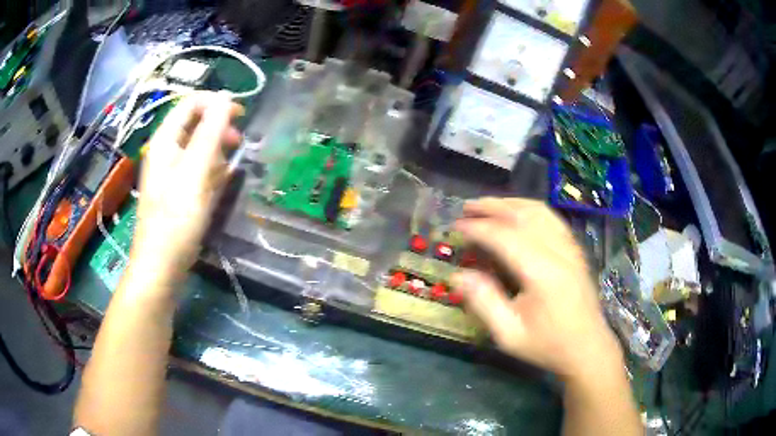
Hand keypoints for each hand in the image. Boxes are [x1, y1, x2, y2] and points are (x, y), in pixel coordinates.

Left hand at [129, 92, 242, 287]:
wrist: (161, 266)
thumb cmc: (176, 218)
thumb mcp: (195, 172)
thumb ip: (210, 132)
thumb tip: (226, 97)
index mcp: (165, 140)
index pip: (190, 103)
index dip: (216, 102)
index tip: (241, 115)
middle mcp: (165, 151)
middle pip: (194, 123)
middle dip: (218, 127)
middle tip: (238, 142)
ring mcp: (170, 171)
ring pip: (197, 146)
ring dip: (216, 150)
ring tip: (230, 167)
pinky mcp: (176, 189)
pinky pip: (196, 168)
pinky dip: (211, 170)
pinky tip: (220, 184)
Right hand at [452, 198, 622, 381]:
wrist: (587, 348)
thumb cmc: (547, 344)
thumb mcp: (509, 334)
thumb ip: (483, 302)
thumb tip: (458, 275)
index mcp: (542, 273)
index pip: (505, 237)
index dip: (478, 228)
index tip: (456, 227)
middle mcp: (559, 252)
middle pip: (523, 216)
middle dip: (492, 208)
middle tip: (467, 208)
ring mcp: (570, 248)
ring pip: (540, 212)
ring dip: (511, 203)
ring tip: (488, 205)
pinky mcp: (575, 250)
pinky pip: (552, 218)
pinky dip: (531, 209)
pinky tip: (519, 213)